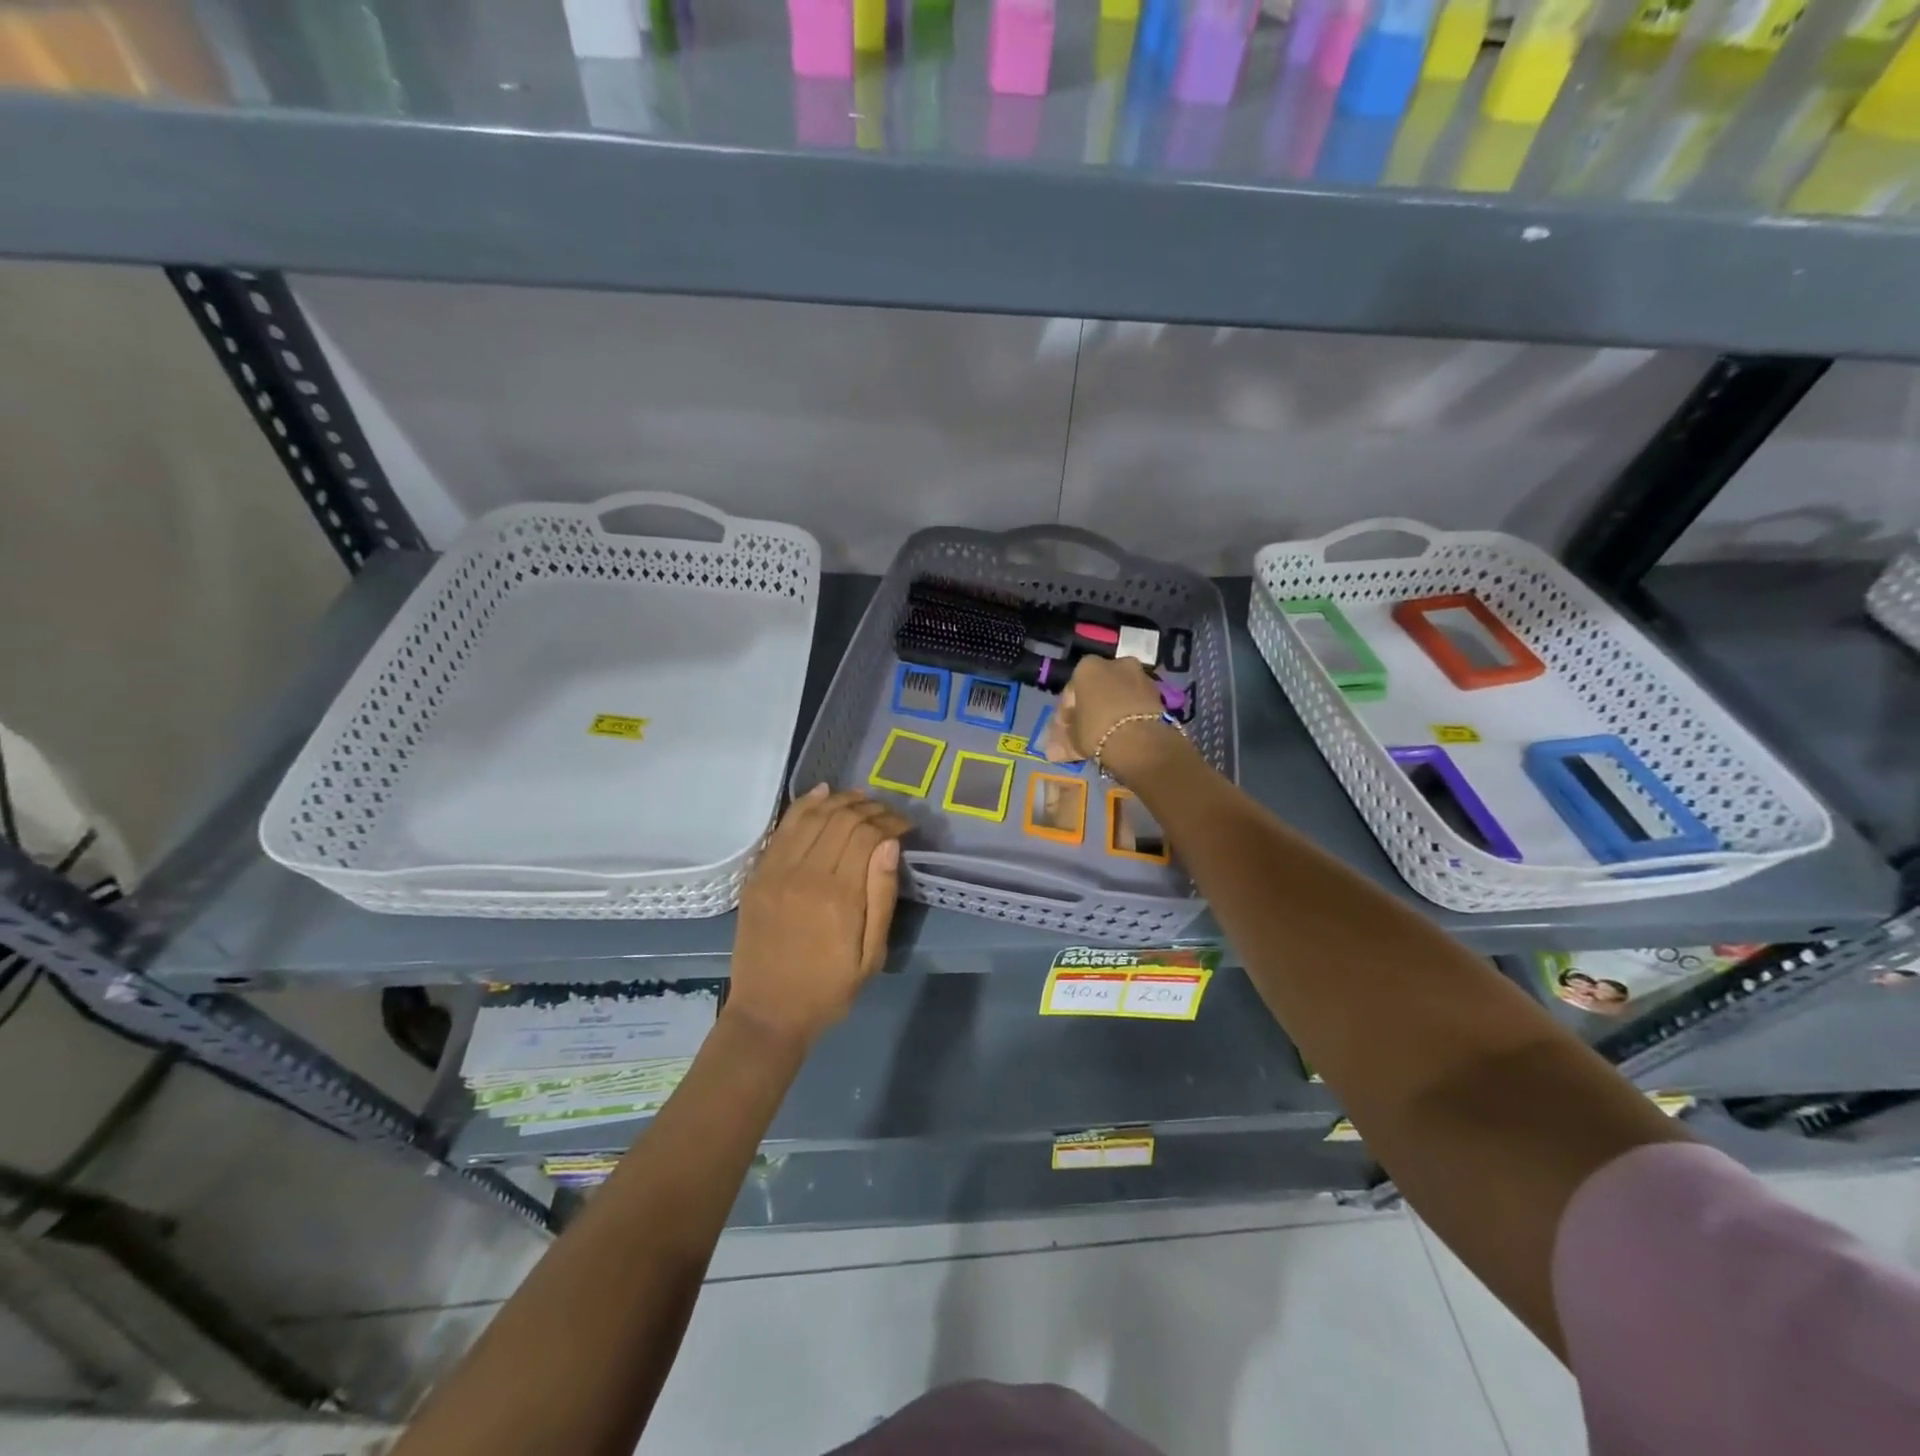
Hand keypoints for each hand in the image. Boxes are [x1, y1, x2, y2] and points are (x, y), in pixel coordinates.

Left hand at [727, 786, 909, 1047]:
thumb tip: (890, 844)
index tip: (906, 826)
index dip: (890, 822)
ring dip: (840, 801)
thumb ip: (881, 897)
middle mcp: (805, 874)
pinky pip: (783, 828)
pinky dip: (804, 805)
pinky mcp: (758, 874)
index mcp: (839, 896)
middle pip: (841, 819)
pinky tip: (822, 793)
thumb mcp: (871, 955)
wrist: (768, 1013)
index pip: (867, 835)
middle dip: (870, 808)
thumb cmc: (828, 989)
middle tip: (888, 814)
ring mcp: (776, 871)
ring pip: (812, 816)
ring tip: (861, 800)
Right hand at [1040, 656, 1185, 780]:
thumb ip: (1061, 741)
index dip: (1065, 715)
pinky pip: (1135, 702)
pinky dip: (1129, 714)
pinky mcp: (1158, 691)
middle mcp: (1114, 663)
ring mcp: (1139, 675)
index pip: (1070, 692)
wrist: (1141, 741)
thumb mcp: (1072, 739)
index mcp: (1087, 667)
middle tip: (1086, 733)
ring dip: (1111, 710)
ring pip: (1118, 694)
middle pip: (1097, 689)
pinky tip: (1124, 733)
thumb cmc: (1097, 731)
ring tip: (1107, 735)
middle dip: (1091, 708)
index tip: (1065, 733)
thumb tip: (1050, 751)